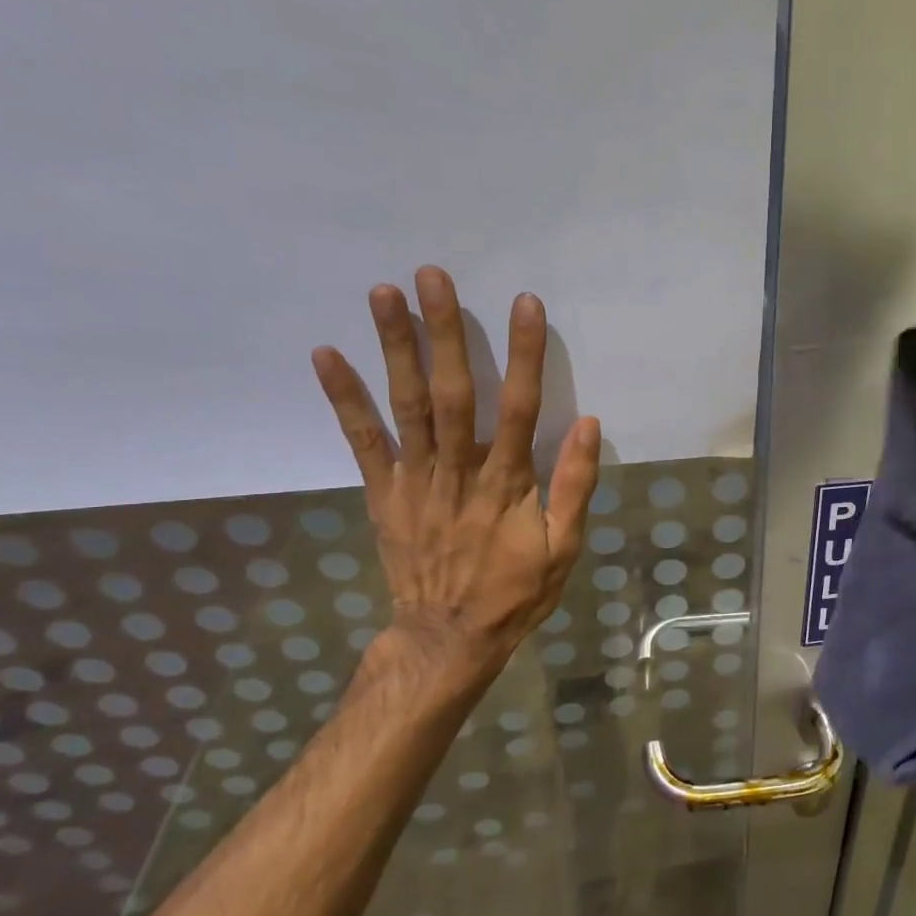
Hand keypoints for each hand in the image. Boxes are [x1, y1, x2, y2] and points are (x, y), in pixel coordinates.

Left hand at [311, 266, 600, 694]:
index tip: (524, 304)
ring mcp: (415, 480)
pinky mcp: (384, 493)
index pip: (519, 407)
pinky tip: (326, 354)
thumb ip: (575, 486)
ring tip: (383, 293)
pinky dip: (344, 399)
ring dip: (394, 348)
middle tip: (432, 276)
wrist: (448, 638)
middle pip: (453, 393)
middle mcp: (458, 471)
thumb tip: (588, 424)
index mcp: (507, 484)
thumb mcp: (564, 549)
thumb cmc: (515, 593)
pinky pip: (363, 442)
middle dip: (444, 332)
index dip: (524, 354)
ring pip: (406, 406)